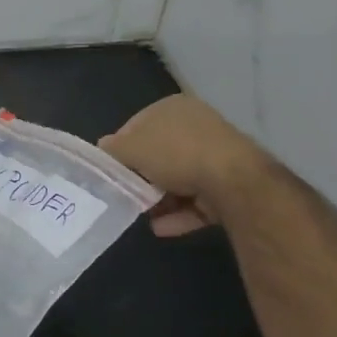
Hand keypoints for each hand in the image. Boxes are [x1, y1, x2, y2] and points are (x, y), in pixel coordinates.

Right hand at [100, 92, 263, 235]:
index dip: (122, 147)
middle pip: (159, 154)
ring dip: (160, 199)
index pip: (137, 125)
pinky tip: (161, 229)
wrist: (233, 181)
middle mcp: (196, 126)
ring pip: (179, 179)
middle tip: (126, 193)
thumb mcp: (131, 148)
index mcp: (173, 108)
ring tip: (143, 214)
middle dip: (142, 176)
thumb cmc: (175, 153)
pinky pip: (197, 200)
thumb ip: (113, 149)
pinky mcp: (230, 186)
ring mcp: (216, 157)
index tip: (112, 169)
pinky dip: (179, 214)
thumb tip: (103, 148)